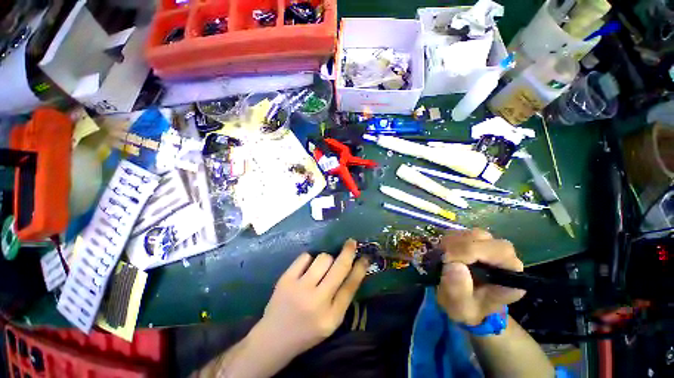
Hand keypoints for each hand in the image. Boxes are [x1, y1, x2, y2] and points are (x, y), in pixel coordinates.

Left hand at [256, 239, 368, 355]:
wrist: (274, 338)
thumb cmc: (307, 331)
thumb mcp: (331, 321)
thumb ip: (343, 298)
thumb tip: (353, 269)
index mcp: (331, 317)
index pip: (351, 286)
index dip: (360, 269)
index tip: (365, 257)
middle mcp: (317, 302)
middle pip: (339, 268)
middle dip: (348, 251)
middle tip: (351, 242)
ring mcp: (299, 289)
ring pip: (323, 258)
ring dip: (326, 259)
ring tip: (321, 268)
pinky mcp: (286, 280)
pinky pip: (305, 257)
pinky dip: (309, 259)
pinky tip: (307, 269)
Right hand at [436, 229, 525, 325]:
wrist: (467, 303)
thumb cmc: (468, 308)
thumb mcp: (460, 309)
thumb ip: (458, 292)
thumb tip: (454, 266)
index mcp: (511, 276)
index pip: (498, 251)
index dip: (470, 251)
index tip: (447, 261)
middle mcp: (506, 257)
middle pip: (484, 238)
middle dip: (458, 245)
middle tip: (441, 256)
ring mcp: (492, 247)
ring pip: (473, 233)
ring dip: (453, 241)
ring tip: (443, 255)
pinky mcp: (479, 242)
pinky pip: (464, 232)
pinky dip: (451, 239)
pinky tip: (445, 251)